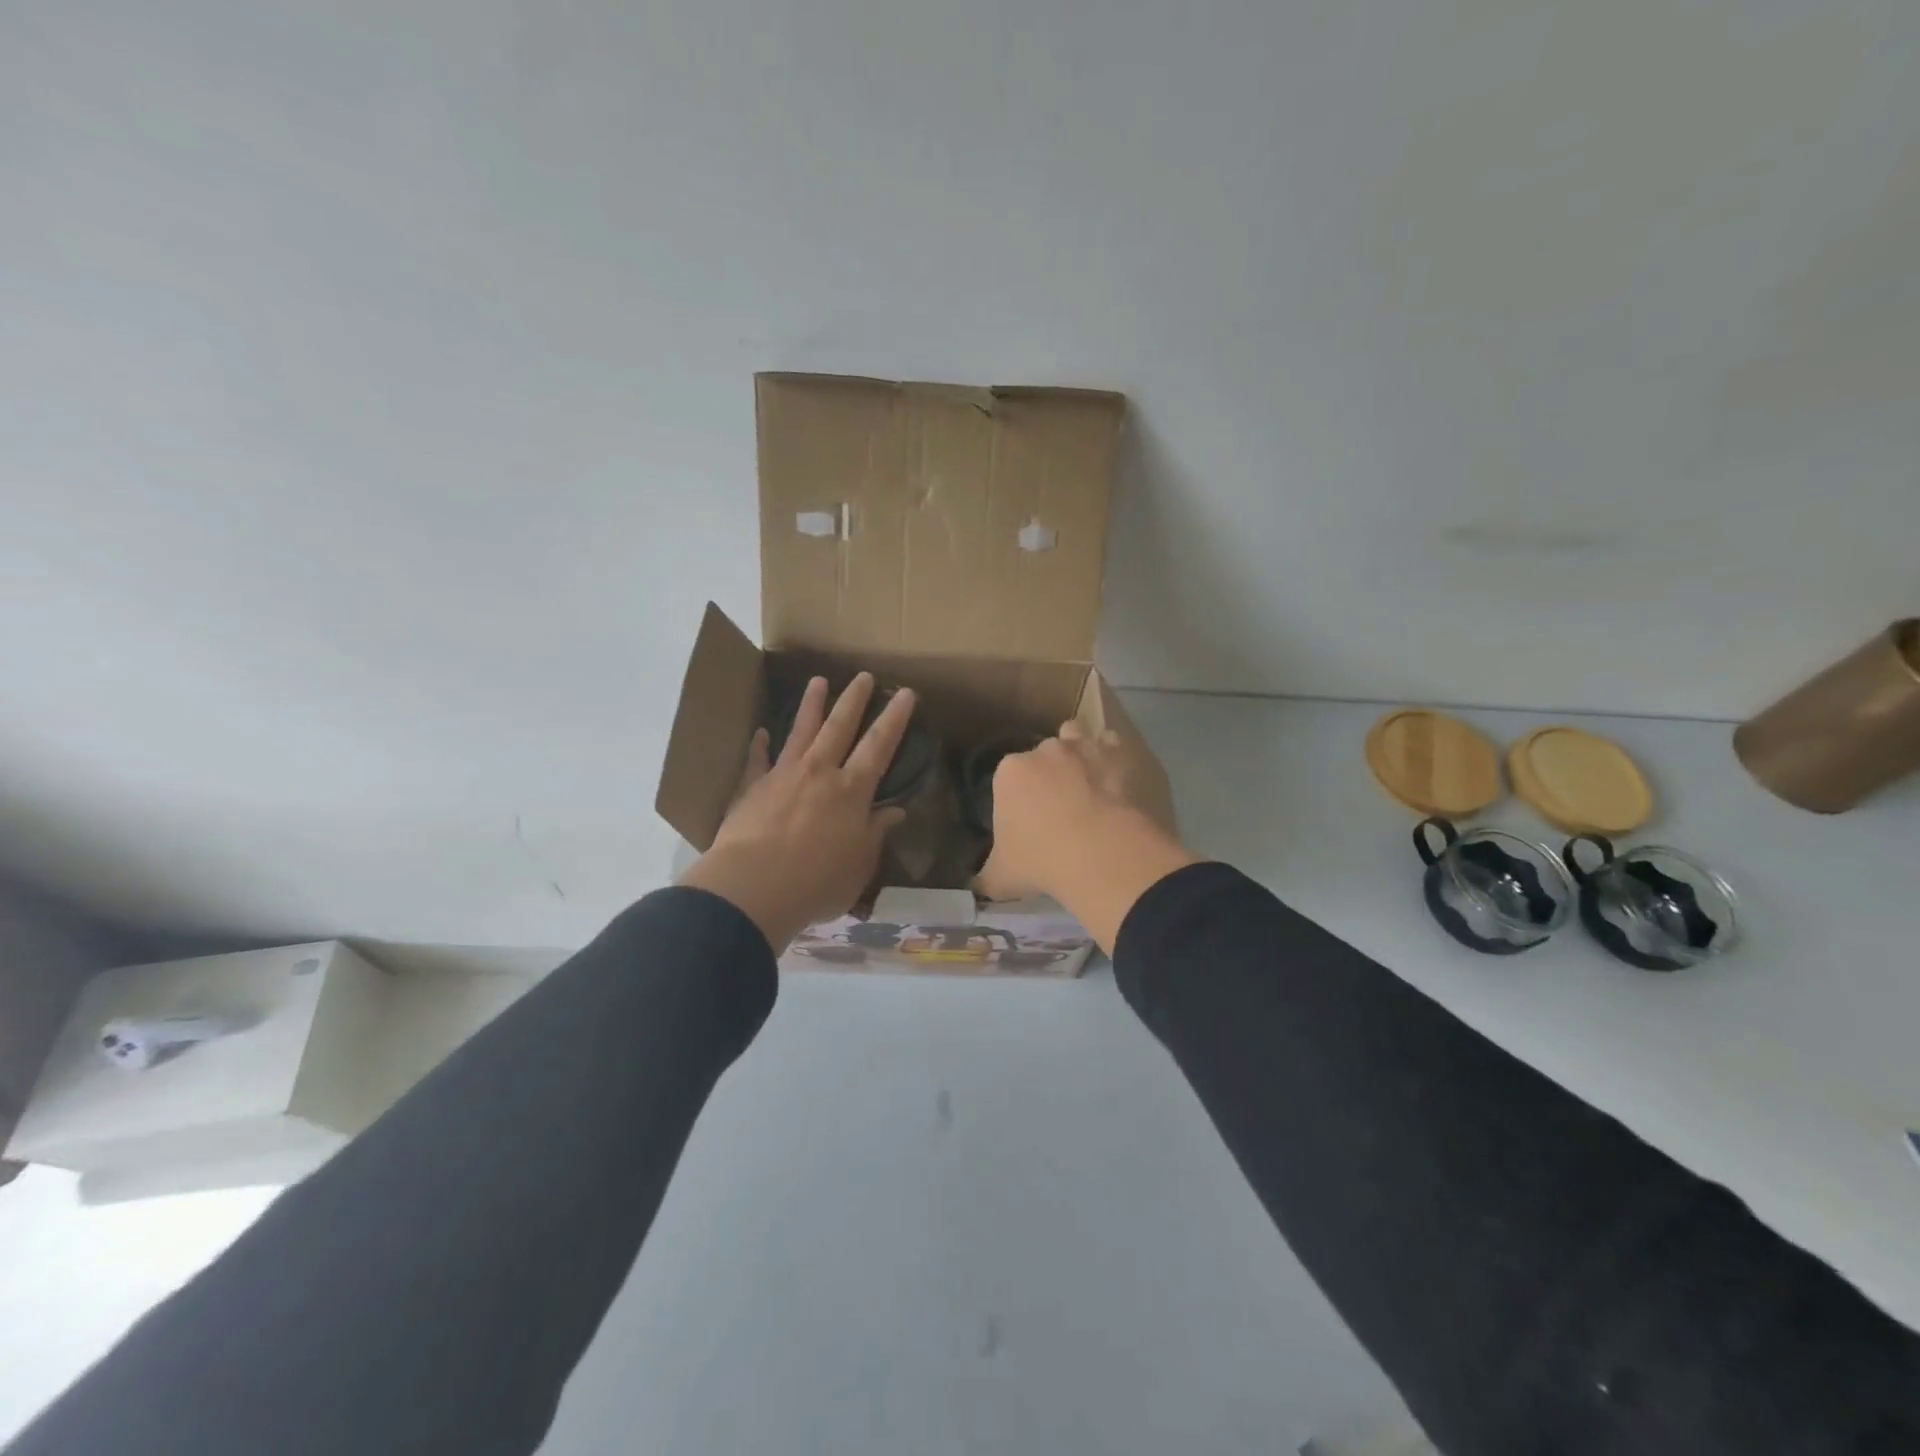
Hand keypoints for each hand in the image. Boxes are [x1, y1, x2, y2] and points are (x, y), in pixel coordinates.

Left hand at [680, 674, 915, 951]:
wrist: (753, 887)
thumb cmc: (817, 882)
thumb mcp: (860, 866)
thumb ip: (876, 834)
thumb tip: (895, 812)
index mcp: (852, 791)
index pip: (880, 746)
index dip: (895, 718)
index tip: (906, 693)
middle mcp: (820, 772)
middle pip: (840, 727)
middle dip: (854, 700)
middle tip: (863, 675)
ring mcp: (783, 775)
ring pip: (801, 731)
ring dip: (811, 705)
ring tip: (818, 680)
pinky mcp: (752, 787)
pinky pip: (757, 760)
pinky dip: (759, 745)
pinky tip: (760, 732)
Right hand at [976, 721, 1194, 952]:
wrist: (1098, 852)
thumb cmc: (1039, 860)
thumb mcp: (1000, 877)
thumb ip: (985, 876)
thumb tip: (976, 885)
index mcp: (1009, 772)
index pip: (1007, 778)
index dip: (1016, 799)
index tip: (1026, 823)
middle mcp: (1043, 750)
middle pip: (1040, 756)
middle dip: (1046, 775)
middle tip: (1057, 809)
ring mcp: (1082, 748)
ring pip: (1074, 736)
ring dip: (1077, 753)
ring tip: (1084, 782)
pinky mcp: (1117, 755)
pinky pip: (1111, 745)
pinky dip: (1112, 758)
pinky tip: (1114, 779)